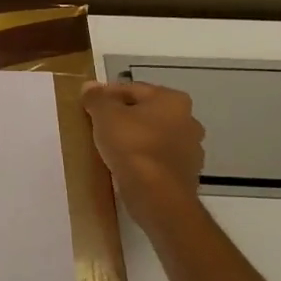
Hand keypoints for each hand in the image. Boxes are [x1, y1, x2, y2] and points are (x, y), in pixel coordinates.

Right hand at [80, 79, 205, 207]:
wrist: (157, 194)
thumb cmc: (132, 145)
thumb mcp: (105, 115)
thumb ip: (97, 98)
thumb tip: (90, 86)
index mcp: (173, 100)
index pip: (133, 89)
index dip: (108, 95)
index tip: (89, 105)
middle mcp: (188, 120)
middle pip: (146, 113)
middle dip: (124, 117)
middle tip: (98, 125)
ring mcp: (191, 149)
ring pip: (154, 137)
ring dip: (135, 139)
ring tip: (109, 147)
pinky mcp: (186, 174)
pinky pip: (157, 159)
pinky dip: (143, 159)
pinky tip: (125, 166)